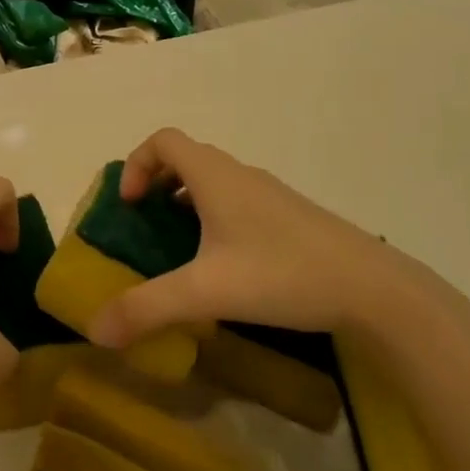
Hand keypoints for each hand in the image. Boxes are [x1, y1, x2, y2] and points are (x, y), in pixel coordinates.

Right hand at [88, 128, 431, 349]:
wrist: (374, 290)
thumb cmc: (283, 274)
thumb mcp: (206, 293)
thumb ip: (147, 309)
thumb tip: (94, 330)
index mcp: (215, 176)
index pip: (163, 140)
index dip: (136, 164)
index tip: (130, 206)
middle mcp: (240, 175)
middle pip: (186, 158)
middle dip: (156, 185)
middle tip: (145, 226)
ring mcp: (269, 196)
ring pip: (214, 182)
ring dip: (186, 203)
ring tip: (179, 249)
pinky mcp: (290, 219)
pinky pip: (237, 203)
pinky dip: (215, 220)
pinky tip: (225, 267)